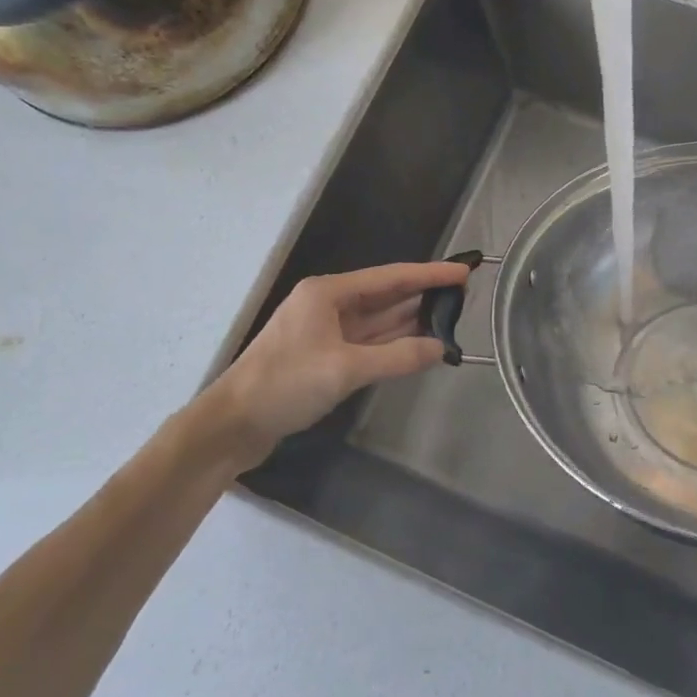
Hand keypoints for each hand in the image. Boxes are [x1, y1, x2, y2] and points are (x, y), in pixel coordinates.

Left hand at [195, 260, 470, 471]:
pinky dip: (394, 341)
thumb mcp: (345, 369)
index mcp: (328, 293)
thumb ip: (397, 357)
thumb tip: (441, 349)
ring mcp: (325, 331)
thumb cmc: (284, 385)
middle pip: (385, 294)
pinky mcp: (325, 355)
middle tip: (464, 295)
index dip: (429, 274)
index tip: (464, 271)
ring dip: (411, 318)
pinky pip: (369, 341)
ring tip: (451, 315)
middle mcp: (328, 304)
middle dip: (423, 294)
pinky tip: (419, 342)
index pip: (391, 277)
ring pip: (378, 319)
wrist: (232, 424)